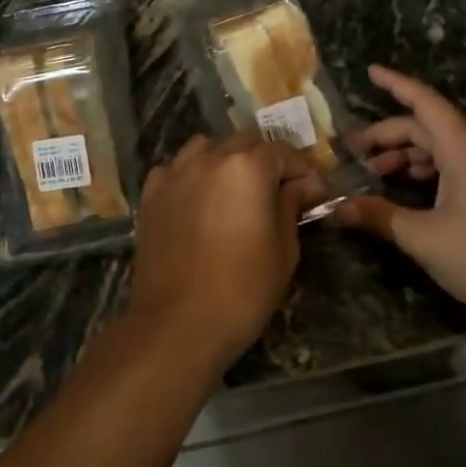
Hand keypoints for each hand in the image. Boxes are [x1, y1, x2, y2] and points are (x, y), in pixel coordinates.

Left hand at [129, 131, 312, 371]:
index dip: (303, 169)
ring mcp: (175, 173)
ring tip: (236, 190)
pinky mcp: (151, 194)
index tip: (314, 193)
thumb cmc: (242, 290)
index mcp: (247, 167)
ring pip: (207, 148)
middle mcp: (209, 158)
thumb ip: (291, 206)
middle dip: (266, 160)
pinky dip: (191, 175)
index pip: (282, 151)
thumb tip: (304, 185)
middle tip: (279, 190)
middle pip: (245, 142)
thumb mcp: (283, 250)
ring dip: (226, 160)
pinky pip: (176, 169)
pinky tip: (199, 200)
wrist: (176, 324)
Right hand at [333, 65, 465, 319]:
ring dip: (408, 155)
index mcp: (462, 148)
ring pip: (444, 149)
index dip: (395, 84)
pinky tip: (414, 194)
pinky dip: (429, 171)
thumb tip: (335, 208)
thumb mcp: (425, 239)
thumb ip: (379, 217)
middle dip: (389, 134)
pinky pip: (458, 167)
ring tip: (377, 173)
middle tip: (354, 151)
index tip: (370, 71)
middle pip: (428, 127)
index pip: (424, 101)